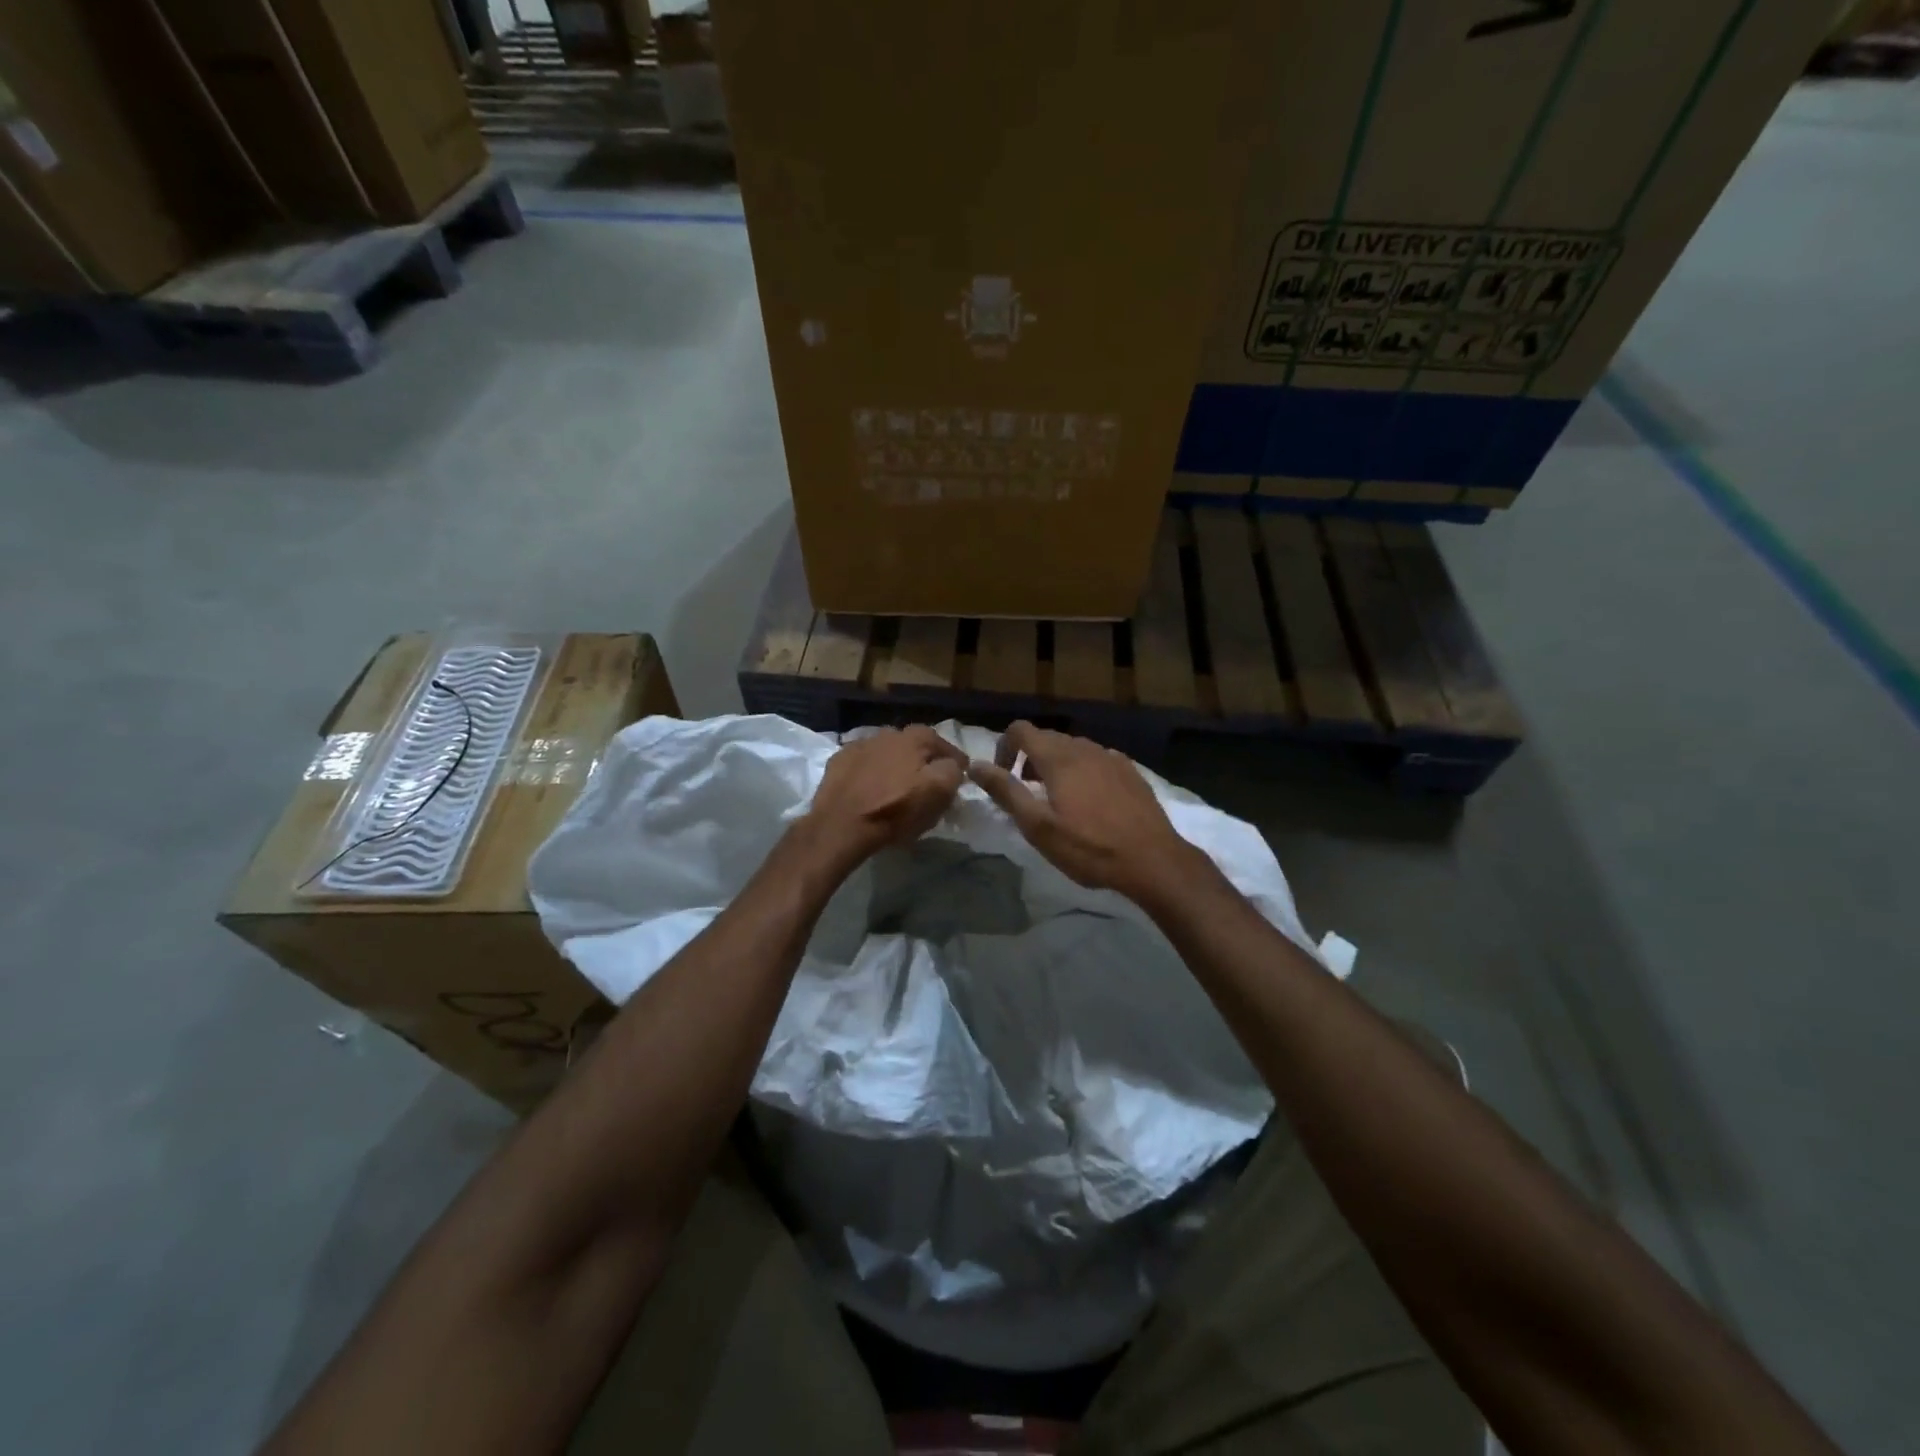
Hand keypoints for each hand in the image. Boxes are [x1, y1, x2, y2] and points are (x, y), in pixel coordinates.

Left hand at [802, 725, 967, 866]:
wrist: (842, 824)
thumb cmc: (896, 809)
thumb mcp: (938, 792)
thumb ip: (952, 771)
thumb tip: (952, 765)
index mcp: (915, 738)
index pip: (943, 743)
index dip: (954, 760)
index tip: (960, 775)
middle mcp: (888, 733)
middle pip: (913, 745)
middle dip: (923, 759)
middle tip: (927, 780)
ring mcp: (860, 745)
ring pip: (886, 752)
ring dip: (895, 764)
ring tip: (897, 784)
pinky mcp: (839, 761)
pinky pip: (863, 763)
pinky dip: (871, 771)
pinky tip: (870, 786)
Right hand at [967, 721, 1198, 899]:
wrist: (1153, 860)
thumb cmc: (1090, 847)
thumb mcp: (1038, 826)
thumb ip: (1006, 791)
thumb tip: (975, 765)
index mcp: (1058, 758)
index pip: (1021, 730)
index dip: (1004, 747)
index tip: (1003, 777)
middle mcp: (1084, 748)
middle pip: (1047, 738)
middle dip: (1029, 759)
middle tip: (1027, 793)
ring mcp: (1111, 757)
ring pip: (1073, 748)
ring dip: (1056, 764)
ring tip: (1058, 799)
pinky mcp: (1131, 771)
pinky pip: (1097, 759)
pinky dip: (1083, 770)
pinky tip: (1091, 800)